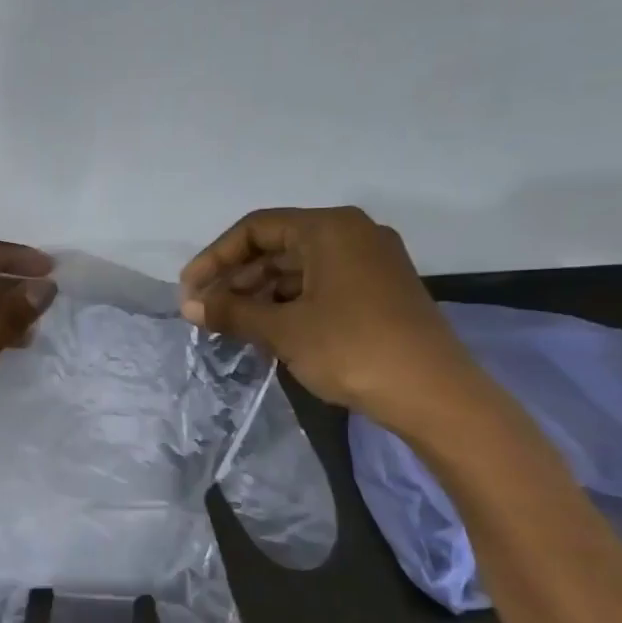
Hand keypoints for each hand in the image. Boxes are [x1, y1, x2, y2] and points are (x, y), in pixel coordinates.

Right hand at [179, 206, 490, 434]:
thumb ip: (232, 312)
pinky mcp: (378, 291)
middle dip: (236, 279)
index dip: (215, 257)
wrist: (434, 394)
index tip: (189, 290)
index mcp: (329, 228)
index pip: (256, 228)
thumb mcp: (284, 330)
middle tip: (205, 312)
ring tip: (230, 326)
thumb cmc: (353, 349)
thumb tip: (187, 306)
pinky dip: (289, 304)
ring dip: (260, 294)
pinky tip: (266, 331)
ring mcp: (370, 262)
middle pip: (277, 246)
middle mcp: (352, 234)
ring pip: (299, 268)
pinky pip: (320, 285)